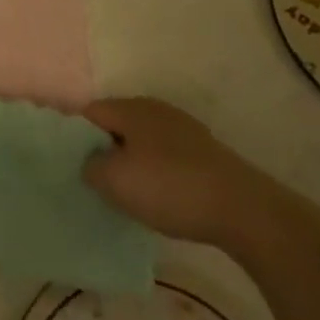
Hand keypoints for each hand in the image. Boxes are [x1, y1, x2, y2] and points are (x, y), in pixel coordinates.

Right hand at [79, 98, 285, 252]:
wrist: (245, 211)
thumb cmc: (170, 188)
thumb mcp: (114, 181)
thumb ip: (89, 167)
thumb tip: (91, 164)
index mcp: (130, 107)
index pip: (89, 113)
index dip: (76, 138)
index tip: (74, 166)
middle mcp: (155, 108)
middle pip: (117, 126)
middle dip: (106, 151)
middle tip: (100, 182)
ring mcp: (184, 129)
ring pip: (143, 142)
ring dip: (134, 163)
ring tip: (131, 194)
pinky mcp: (206, 152)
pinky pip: (168, 157)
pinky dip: (160, 173)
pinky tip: (164, 198)